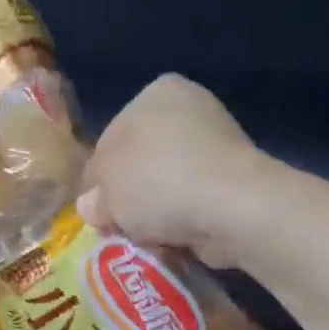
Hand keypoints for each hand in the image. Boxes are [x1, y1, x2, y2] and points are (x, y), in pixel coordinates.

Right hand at [76, 75, 266, 267]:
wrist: (231, 208)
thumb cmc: (158, 181)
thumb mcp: (106, 189)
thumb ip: (93, 196)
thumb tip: (91, 206)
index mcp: (157, 92)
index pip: (111, 137)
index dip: (99, 177)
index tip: (97, 208)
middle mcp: (191, 109)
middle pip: (141, 161)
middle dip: (129, 195)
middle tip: (118, 225)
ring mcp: (218, 144)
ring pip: (167, 184)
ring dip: (155, 211)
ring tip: (146, 235)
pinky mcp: (237, 180)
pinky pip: (194, 202)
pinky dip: (183, 219)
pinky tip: (174, 237)